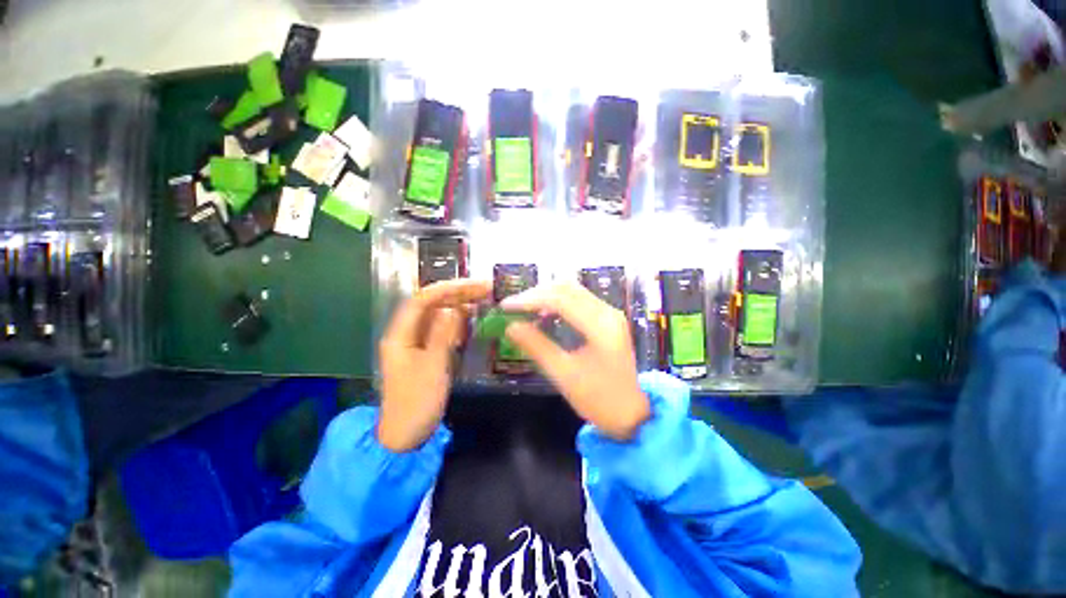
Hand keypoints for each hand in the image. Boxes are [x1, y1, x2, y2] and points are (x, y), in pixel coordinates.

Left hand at [378, 279, 491, 451]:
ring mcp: (417, 343)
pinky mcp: (427, 352)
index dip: (447, 289)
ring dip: (459, 305)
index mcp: (400, 335)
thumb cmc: (417, 402)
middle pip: (431, 305)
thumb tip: (455, 308)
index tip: (473, 285)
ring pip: (438, 316)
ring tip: (483, 299)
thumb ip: (443, 335)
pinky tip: (473, 319)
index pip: (422, 300)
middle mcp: (407, 334)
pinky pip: (443, 330)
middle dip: (457, 294)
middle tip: (485, 290)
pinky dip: (458, 322)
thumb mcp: (433, 367)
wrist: (406, 436)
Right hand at [501, 283, 650, 440]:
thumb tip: (510, 326)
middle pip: (567, 288)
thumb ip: (536, 347)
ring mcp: (610, 313)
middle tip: (513, 307)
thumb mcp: (563, 375)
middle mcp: (608, 312)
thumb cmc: (598, 399)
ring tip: (524, 309)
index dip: (529, 299)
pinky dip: (558, 302)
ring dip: (546, 295)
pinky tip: (544, 315)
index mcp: (601, 327)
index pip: (560, 300)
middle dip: (536, 294)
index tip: (505, 306)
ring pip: (573, 290)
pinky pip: (579, 300)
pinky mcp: (608, 318)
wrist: (631, 412)